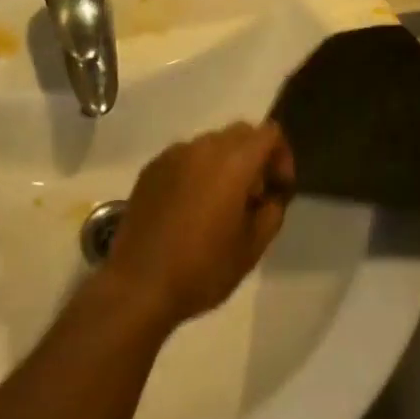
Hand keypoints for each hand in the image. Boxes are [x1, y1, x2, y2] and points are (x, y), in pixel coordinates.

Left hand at [104, 122, 295, 328]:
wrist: (138, 285)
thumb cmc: (202, 269)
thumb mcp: (252, 249)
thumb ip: (272, 212)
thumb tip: (270, 195)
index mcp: (233, 162)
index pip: (269, 133)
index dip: (281, 156)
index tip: (278, 188)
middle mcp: (203, 147)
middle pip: (241, 133)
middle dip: (254, 157)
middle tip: (252, 197)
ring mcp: (173, 154)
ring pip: (211, 144)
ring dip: (225, 163)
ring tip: (219, 204)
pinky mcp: (152, 167)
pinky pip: (185, 157)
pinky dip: (197, 171)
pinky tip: (189, 207)